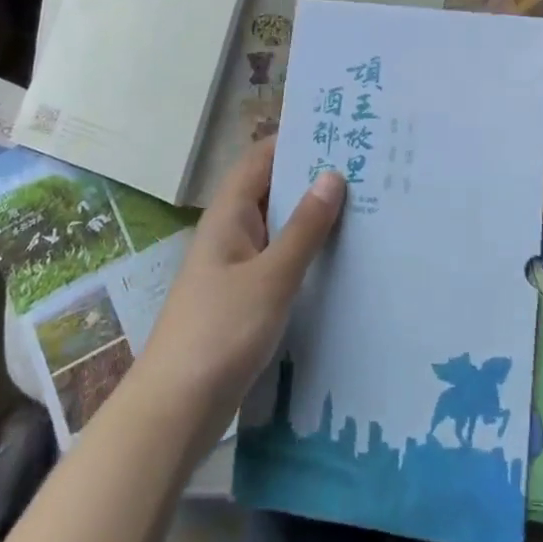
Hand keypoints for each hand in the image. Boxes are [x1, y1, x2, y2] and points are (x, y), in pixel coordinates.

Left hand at [136, 138, 344, 441]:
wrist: (175, 411)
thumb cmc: (220, 332)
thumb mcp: (271, 277)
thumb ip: (304, 228)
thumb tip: (332, 175)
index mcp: (229, 215)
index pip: (262, 158)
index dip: (296, 139)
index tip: (341, 131)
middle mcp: (231, 232)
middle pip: (273, 190)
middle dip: (313, 178)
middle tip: (367, 168)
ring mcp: (236, 267)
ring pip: (279, 228)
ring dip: (313, 217)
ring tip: (366, 207)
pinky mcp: (244, 299)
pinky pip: (280, 261)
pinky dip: (306, 253)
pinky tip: (341, 260)